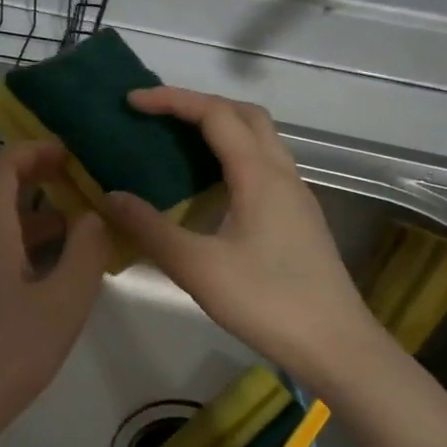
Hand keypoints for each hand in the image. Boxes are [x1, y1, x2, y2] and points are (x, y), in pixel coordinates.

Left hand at [0, 142, 111, 446]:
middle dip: (30, 173)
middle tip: (72, 176)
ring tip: (69, 219)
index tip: (70, 152)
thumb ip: (85, 253)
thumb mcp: (63, 304)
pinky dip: (15, 237)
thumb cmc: (6, 354)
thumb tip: (92, 215)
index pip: (2, 167)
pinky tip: (45, 264)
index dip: (34, 151)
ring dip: (25, 208)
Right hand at [101, 88, 384, 383]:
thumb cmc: (268, 302)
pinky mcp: (298, 216)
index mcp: (259, 175)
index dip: (172, 100)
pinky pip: (263, 166)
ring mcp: (295, 195)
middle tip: (157, 116)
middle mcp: (282, 173)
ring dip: (219, 128)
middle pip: (244, 115)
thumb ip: (150, 230)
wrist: (337, 346)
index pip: (215, 114)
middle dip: (199, 104)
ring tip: (177, 143)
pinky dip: (231, 156)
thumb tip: (109, 197)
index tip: (132, 101)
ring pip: (259, 139)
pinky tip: (208, 188)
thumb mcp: (198, 268)